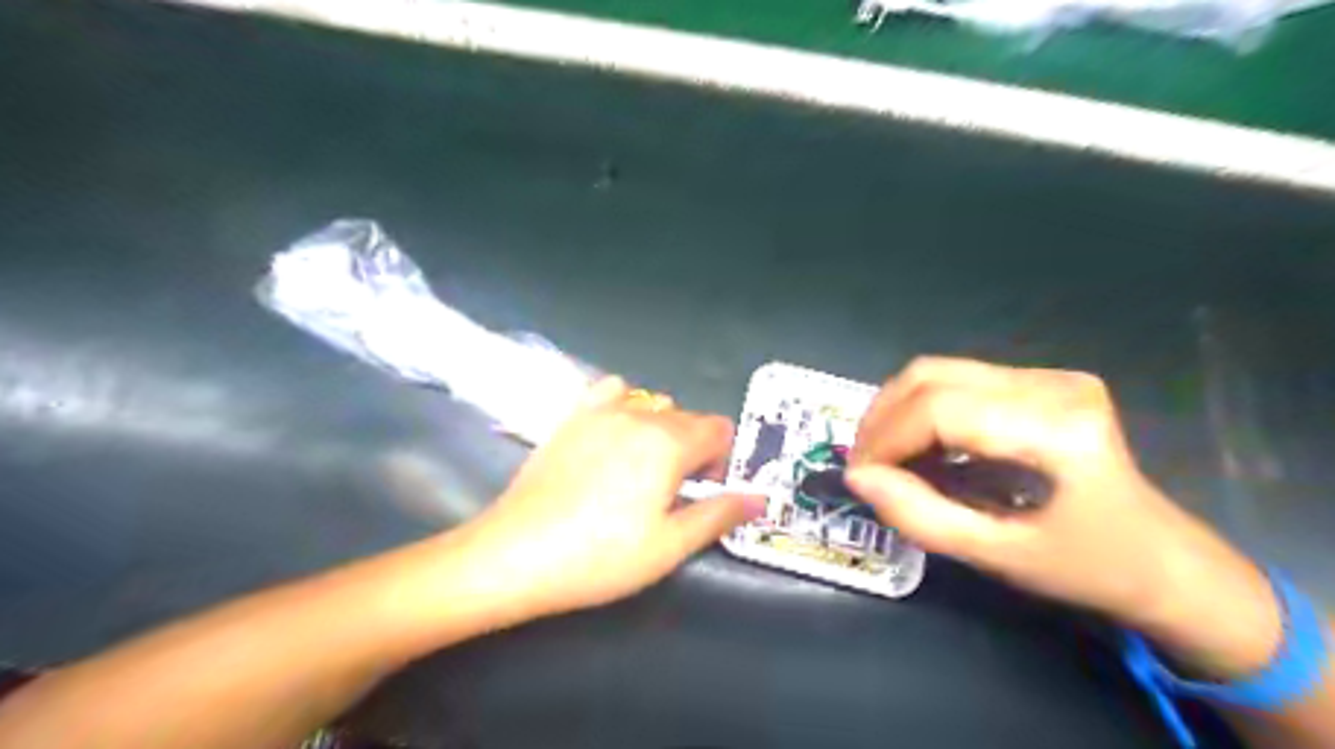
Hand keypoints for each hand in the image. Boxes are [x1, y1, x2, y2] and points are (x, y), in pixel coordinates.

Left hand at [455, 378, 759, 622]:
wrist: (516, 553)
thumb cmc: (600, 557)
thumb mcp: (669, 545)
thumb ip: (718, 514)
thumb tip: (759, 497)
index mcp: (669, 443)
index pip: (718, 430)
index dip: (722, 459)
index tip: (705, 490)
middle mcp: (640, 415)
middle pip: (688, 417)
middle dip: (695, 448)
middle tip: (675, 491)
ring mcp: (601, 411)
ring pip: (653, 404)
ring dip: (662, 428)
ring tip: (643, 467)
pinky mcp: (572, 417)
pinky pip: (611, 391)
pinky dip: (624, 405)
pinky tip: (613, 435)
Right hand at [843, 358, 1282, 678]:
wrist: (1164, 561)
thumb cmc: (1086, 568)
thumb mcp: (996, 556)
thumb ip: (920, 515)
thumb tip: (859, 479)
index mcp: (1054, 429)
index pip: (938, 409)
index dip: (885, 438)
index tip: (860, 477)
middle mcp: (1052, 385)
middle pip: (931, 376)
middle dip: (882, 418)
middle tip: (865, 464)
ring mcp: (1051, 376)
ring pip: (939, 371)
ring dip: (897, 410)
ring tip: (884, 455)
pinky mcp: (1044, 380)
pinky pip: (959, 381)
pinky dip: (923, 409)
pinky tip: (919, 444)